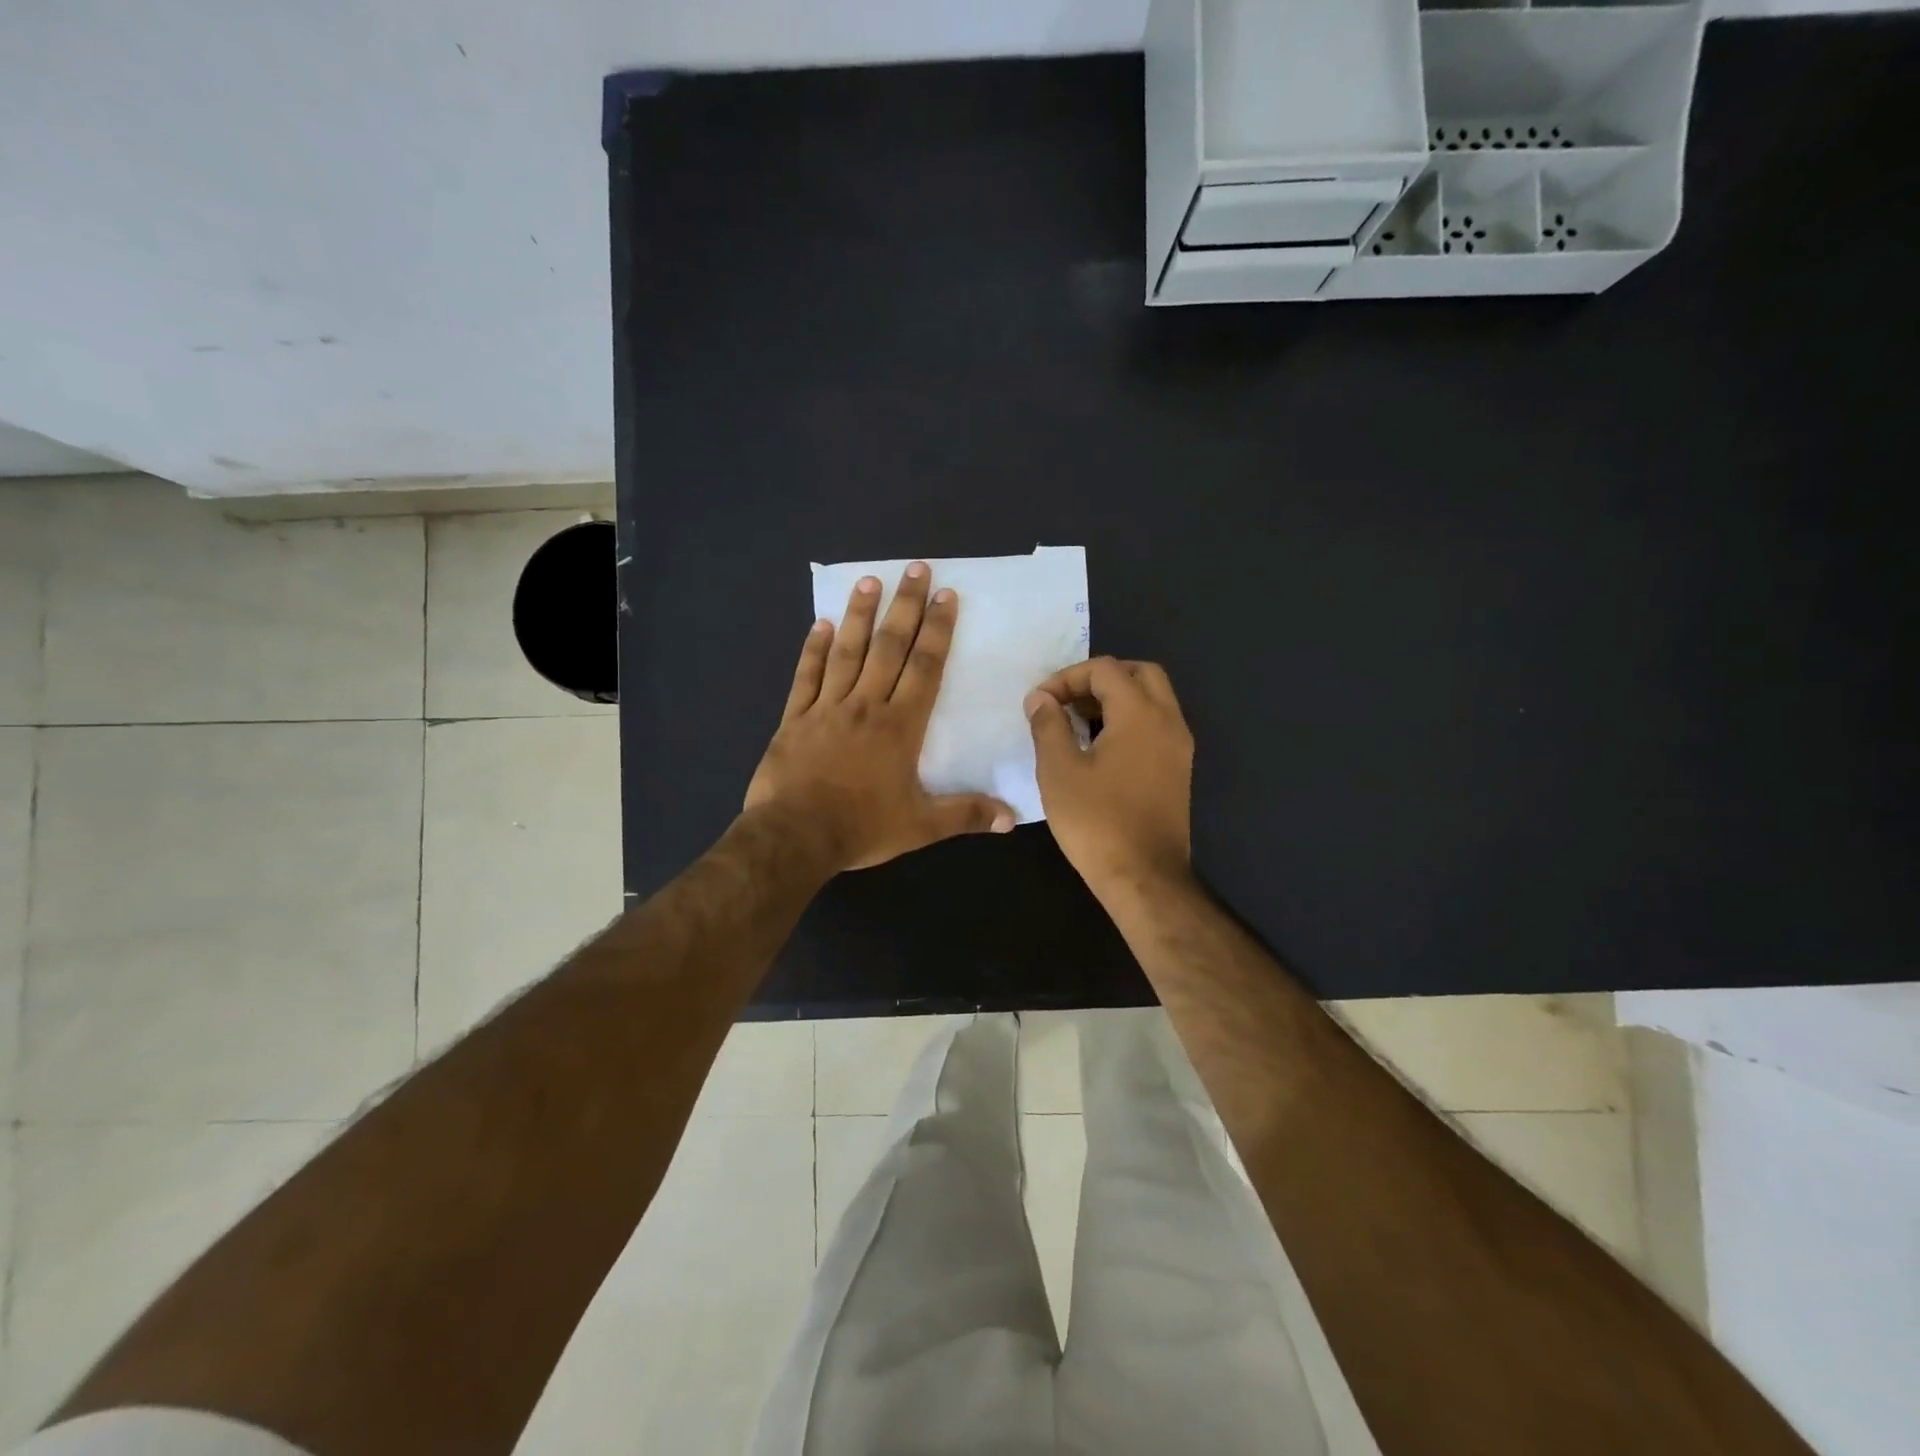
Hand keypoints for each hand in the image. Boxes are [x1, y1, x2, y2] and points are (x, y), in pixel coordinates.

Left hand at [746, 563, 1016, 871]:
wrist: (794, 836)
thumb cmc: (861, 827)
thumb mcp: (921, 826)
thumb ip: (966, 815)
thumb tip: (1012, 819)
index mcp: (900, 726)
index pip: (925, 667)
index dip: (938, 630)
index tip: (946, 596)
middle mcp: (866, 706)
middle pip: (889, 647)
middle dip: (905, 606)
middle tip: (916, 569)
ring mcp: (827, 708)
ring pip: (847, 652)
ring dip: (861, 615)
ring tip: (870, 580)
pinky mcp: (795, 718)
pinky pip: (807, 676)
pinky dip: (813, 649)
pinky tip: (821, 623)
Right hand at [1025, 657, 1194, 900]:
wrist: (1144, 877)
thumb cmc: (1096, 822)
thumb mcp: (1059, 771)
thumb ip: (1048, 725)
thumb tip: (1041, 698)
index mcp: (1140, 714)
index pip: (1105, 669)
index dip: (1067, 678)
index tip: (1040, 704)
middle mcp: (1168, 721)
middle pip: (1139, 674)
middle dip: (1100, 679)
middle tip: (1067, 702)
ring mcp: (1179, 746)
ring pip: (1152, 699)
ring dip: (1116, 699)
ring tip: (1077, 723)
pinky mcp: (1179, 770)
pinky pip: (1157, 725)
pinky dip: (1130, 720)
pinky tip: (1100, 748)